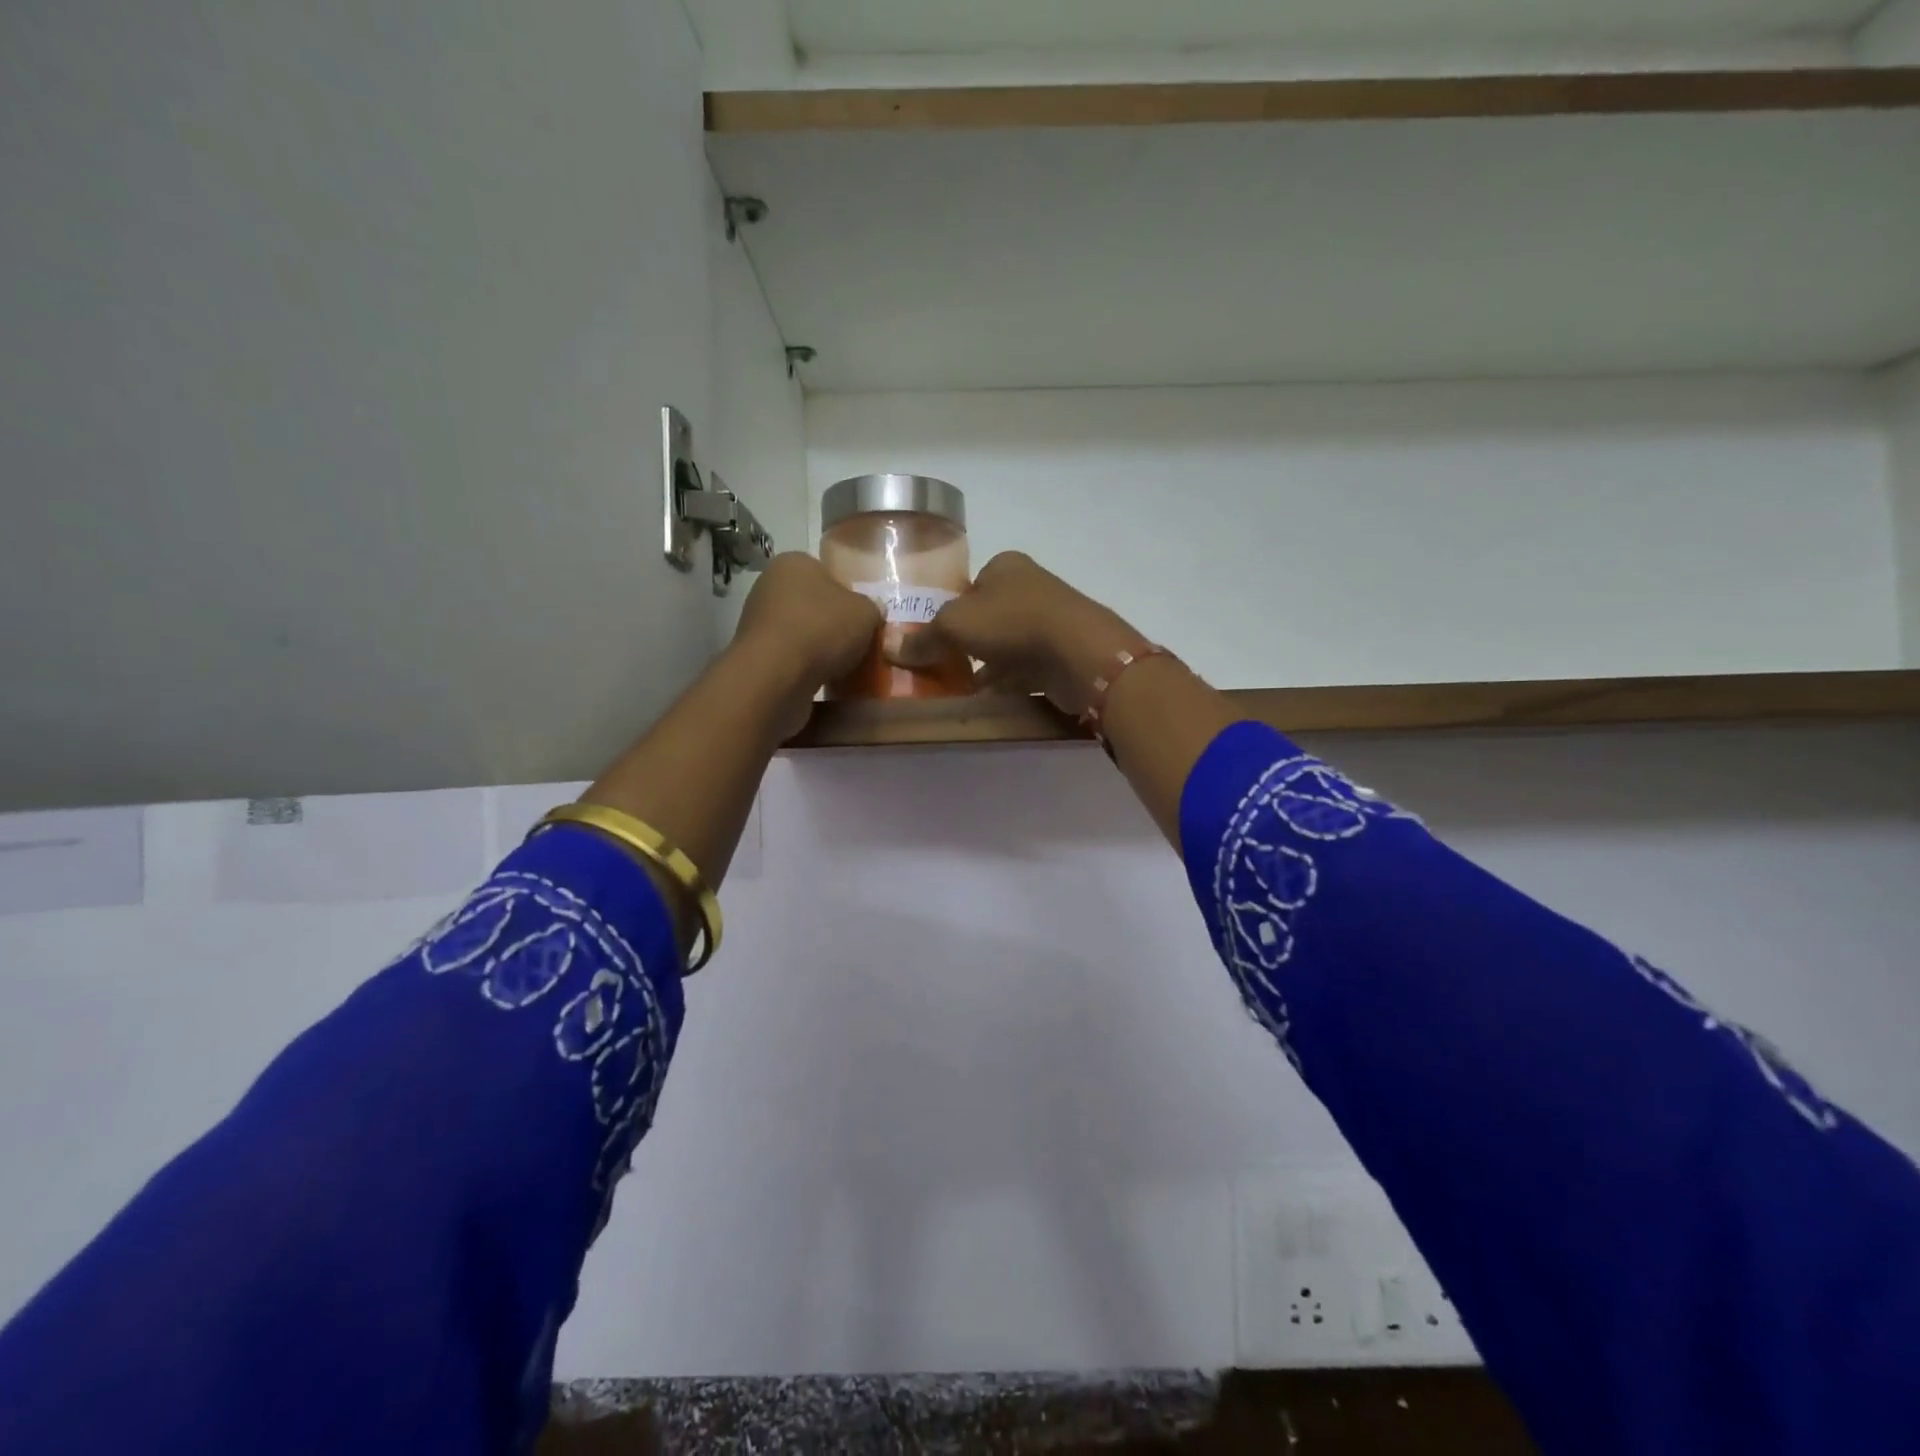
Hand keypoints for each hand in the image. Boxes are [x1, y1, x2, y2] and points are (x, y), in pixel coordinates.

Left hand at [731, 552, 881, 734]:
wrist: (776, 675)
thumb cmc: (822, 628)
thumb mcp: (866, 612)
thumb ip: (871, 608)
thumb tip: (869, 611)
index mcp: (794, 562)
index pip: (828, 573)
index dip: (849, 596)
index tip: (863, 619)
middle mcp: (769, 584)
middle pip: (813, 604)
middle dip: (833, 624)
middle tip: (856, 643)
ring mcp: (757, 619)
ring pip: (801, 631)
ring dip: (819, 647)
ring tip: (842, 666)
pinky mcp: (753, 653)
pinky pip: (789, 656)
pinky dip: (804, 666)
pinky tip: (821, 679)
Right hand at [892, 551, 1146, 716]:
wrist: (1078, 652)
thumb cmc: (1011, 623)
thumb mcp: (955, 625)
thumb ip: (924, 637)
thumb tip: (889, 647)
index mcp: (1006, 566)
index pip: (970, 586)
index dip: (950, 611)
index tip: (934, 639)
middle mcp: (1031, 587)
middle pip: (989, 617)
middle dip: (968, 643)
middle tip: (943, 668)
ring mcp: (1050, 621)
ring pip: (1008, 645)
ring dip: (987, 667)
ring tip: (961, 691)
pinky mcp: (1063, 653)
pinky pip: (1027, 668)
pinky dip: (1008, 683)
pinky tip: (989, 702)